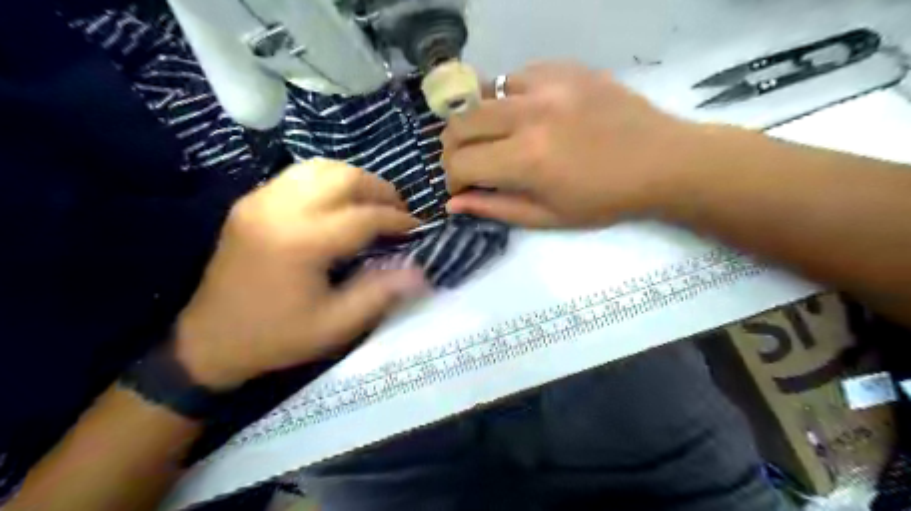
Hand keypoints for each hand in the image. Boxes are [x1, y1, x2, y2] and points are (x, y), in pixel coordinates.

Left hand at [175, 159, 430, 391]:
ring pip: (321, 167)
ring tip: (371, 203)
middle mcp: (281, 209)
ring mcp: (261, 200)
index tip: (417, 228)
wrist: (209, 340)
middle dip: (380, 190)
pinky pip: (298, 175)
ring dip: (355, 180)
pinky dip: (328, 181)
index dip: (398, 220)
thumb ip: (380, 293)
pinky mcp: (251, 201)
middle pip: (344, 177)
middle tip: (398, 212)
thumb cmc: (277, 336)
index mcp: (303, 242)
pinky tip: (338, 203)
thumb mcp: (335, 325)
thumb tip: (420, 271)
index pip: (364, 216)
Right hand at [442, 59, 711, 225]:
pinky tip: (521, 114)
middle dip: (452, 148)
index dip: (453, 178)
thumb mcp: (548, 217)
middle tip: (467, 162)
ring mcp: (546, 85)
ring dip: (477, 121)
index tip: (462, 186)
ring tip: (491, 137)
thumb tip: (454, 202)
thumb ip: (496, 208)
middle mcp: (528, 115)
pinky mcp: (563, 68)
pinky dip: (506, 98)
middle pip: (460, 122)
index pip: (461, 163)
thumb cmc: (604, 199)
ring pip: (481, 94)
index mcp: (526, 159)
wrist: (661, 161)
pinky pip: (514, 77)